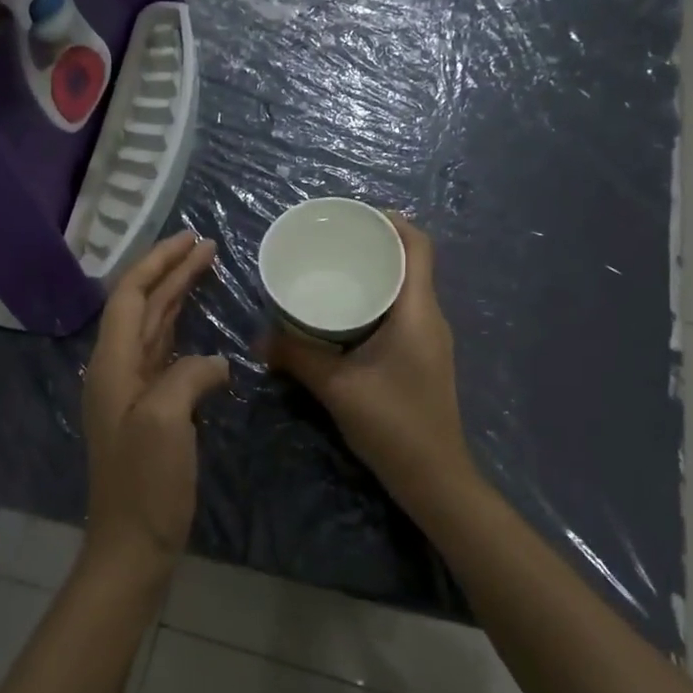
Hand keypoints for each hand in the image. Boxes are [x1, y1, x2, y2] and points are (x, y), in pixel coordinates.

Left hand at [82, 231, 228, 575]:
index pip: (129, 296)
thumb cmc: (145, 483)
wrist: (132, 543)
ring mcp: (132, 391)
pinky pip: (165, 354)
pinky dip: (182, 331)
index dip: (157, 263)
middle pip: (141, 306)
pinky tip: (200, 327)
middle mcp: (117, 370)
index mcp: (112, 365)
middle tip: (206, 246)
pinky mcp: (150, 409)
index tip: (190, 240)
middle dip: (171, 272)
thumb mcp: (165, 421)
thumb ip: (187, 376)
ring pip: (153, 327)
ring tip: (204, 270)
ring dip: (176, 296)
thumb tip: (214, 363)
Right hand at [261, 214, 473, 503]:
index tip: (355, 214)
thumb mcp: (337, 387)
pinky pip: (401, 312)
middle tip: (332, 241)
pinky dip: (376, 300)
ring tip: (334, 270)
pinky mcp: (422, 357)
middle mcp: (430, 317)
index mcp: (418, 312)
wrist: (434, 477)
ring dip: (376, 273)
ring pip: (405, 289)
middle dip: (376, 245)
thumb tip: (259, 338)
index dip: (393, 222)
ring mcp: (429, 339)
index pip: (418, 247)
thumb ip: (297, 358)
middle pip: (411, 263)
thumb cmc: (393, 424)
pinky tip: (344, 313)